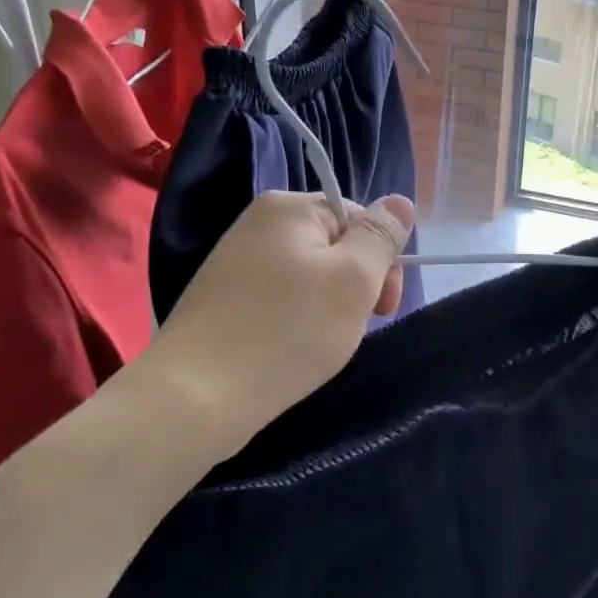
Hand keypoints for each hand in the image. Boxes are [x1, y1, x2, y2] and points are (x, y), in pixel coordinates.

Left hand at [137, 191, 415, 455]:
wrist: (197, 396)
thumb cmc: (288, 331)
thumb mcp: (353, 280)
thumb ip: (380, 236)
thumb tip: (400, 201)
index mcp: (288, 207)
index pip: (359, 217)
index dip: (382, 260)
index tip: (385, 307)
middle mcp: (257, 223)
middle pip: (334, 245)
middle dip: (356, 285)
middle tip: (354, 328)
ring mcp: (235, 262)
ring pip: (310, 276)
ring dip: (330, 306)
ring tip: (323, 343)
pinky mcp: (224, 299)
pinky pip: (280, 298)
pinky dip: (298, 320)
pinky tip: (294, 349)